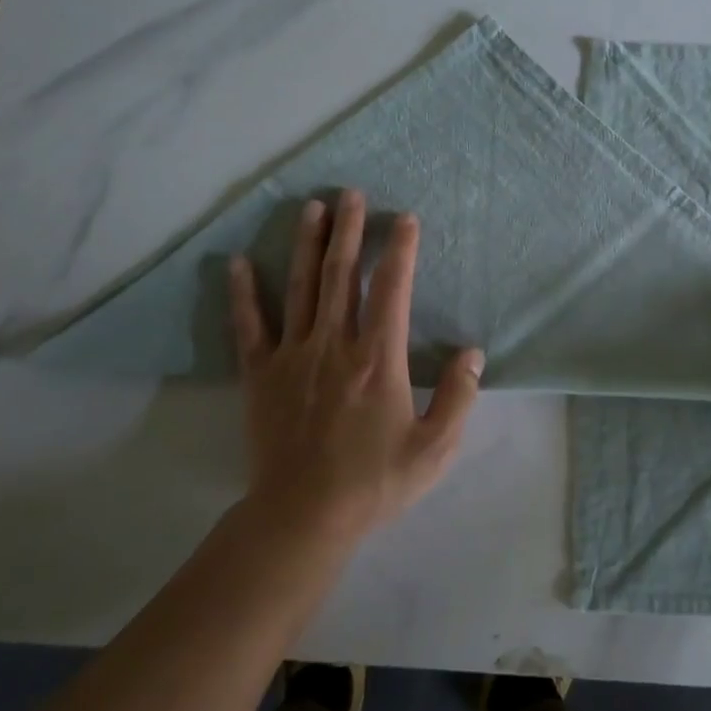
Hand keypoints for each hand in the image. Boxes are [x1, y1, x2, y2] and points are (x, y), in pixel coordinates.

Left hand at [227, 189, 482, 551]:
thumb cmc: (374, 482)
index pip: (392, 290)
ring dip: (308, 245)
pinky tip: (238, 263)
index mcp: (378, 358)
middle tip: (352, 193)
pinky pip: (250, 327)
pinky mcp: (260, 375)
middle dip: (350, 231)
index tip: (405, 219)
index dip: (401, 251)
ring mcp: (292, 356)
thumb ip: (458, 396)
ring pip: (302, 288)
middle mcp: (334, 345)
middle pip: (342, 275)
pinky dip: (244, 294)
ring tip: (312, 208)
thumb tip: (472, 352)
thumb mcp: (435, 448)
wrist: (303, 516)